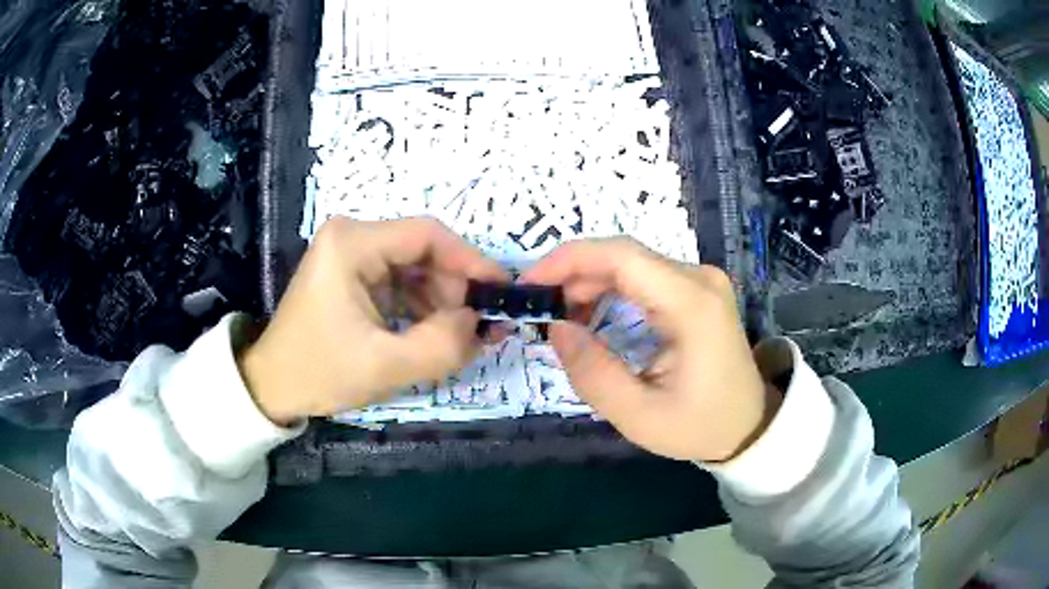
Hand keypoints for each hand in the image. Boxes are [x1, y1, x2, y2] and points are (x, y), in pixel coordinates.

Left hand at [239, 217, 508, 424]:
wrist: (273, 386)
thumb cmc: (320, 372)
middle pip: (423, 251)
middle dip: (457, 289)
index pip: (428, 235)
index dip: (471, 261)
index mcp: (353, 243)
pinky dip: (422, 307)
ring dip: (442, 301)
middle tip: (484, 328)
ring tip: (462, 338)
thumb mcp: (386, 365)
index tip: (502, 293)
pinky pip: (401, 282)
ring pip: (416, 267)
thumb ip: (444, 345)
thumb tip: (480, 322)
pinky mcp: (353, 275)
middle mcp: (353, 236)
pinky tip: (435, 334)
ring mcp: (352, 254)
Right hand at [522, 238, 780, 461]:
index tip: (531, 283)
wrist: (748, 425)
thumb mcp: (639, 415)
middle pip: (624, 255)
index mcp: (691, 304)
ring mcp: (701, 281)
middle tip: (541, 306)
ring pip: (632, 263)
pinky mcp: (697, 290)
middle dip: (575, 273)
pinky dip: (611, 289)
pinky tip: (593, 313)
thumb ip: (593, 372)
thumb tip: (556, 328)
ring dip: (591, 281)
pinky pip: (645, 276)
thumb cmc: (699, 425)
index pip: (622, 257)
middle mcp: (699, 279)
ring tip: (564, 315)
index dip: (569, 260)